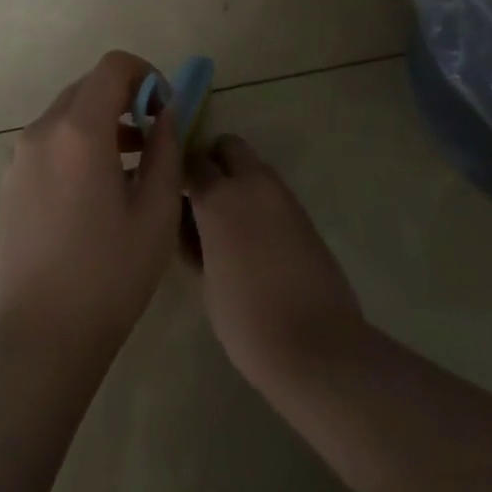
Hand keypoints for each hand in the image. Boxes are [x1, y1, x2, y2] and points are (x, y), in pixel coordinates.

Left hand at [0, 51, 184, 357]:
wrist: (40, 338)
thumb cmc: (108, 274)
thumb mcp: (155, 211)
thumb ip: (165, 149)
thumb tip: (166, 114)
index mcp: (79, 129)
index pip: (113, 66)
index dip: (147, 75)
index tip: (165, 110)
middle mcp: (42, 130)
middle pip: (88, 86)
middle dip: (126, 99)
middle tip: (153, 138)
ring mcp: (19, 156)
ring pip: (67, 114)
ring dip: (101, 122)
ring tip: (130, 167)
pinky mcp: (8, 182)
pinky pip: (49, 142)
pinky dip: (77, 144)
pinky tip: (95, 192)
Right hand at [187, 134, 367, 392]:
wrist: (317, 345)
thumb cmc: (247, 320)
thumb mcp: (206, 281)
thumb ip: (198, 242)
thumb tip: (197, 228)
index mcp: (218, 198)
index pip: (192, 162)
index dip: (181, 175)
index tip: (174, 194)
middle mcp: (251, 184)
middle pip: (229, 147)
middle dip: (215, 161)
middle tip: (205, 198)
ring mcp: (283, 196)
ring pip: (255, 168)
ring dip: (240, 181)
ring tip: (232, 224)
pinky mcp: (305, 214)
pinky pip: (274, 193)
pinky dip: (261, 203)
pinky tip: (258, 240)